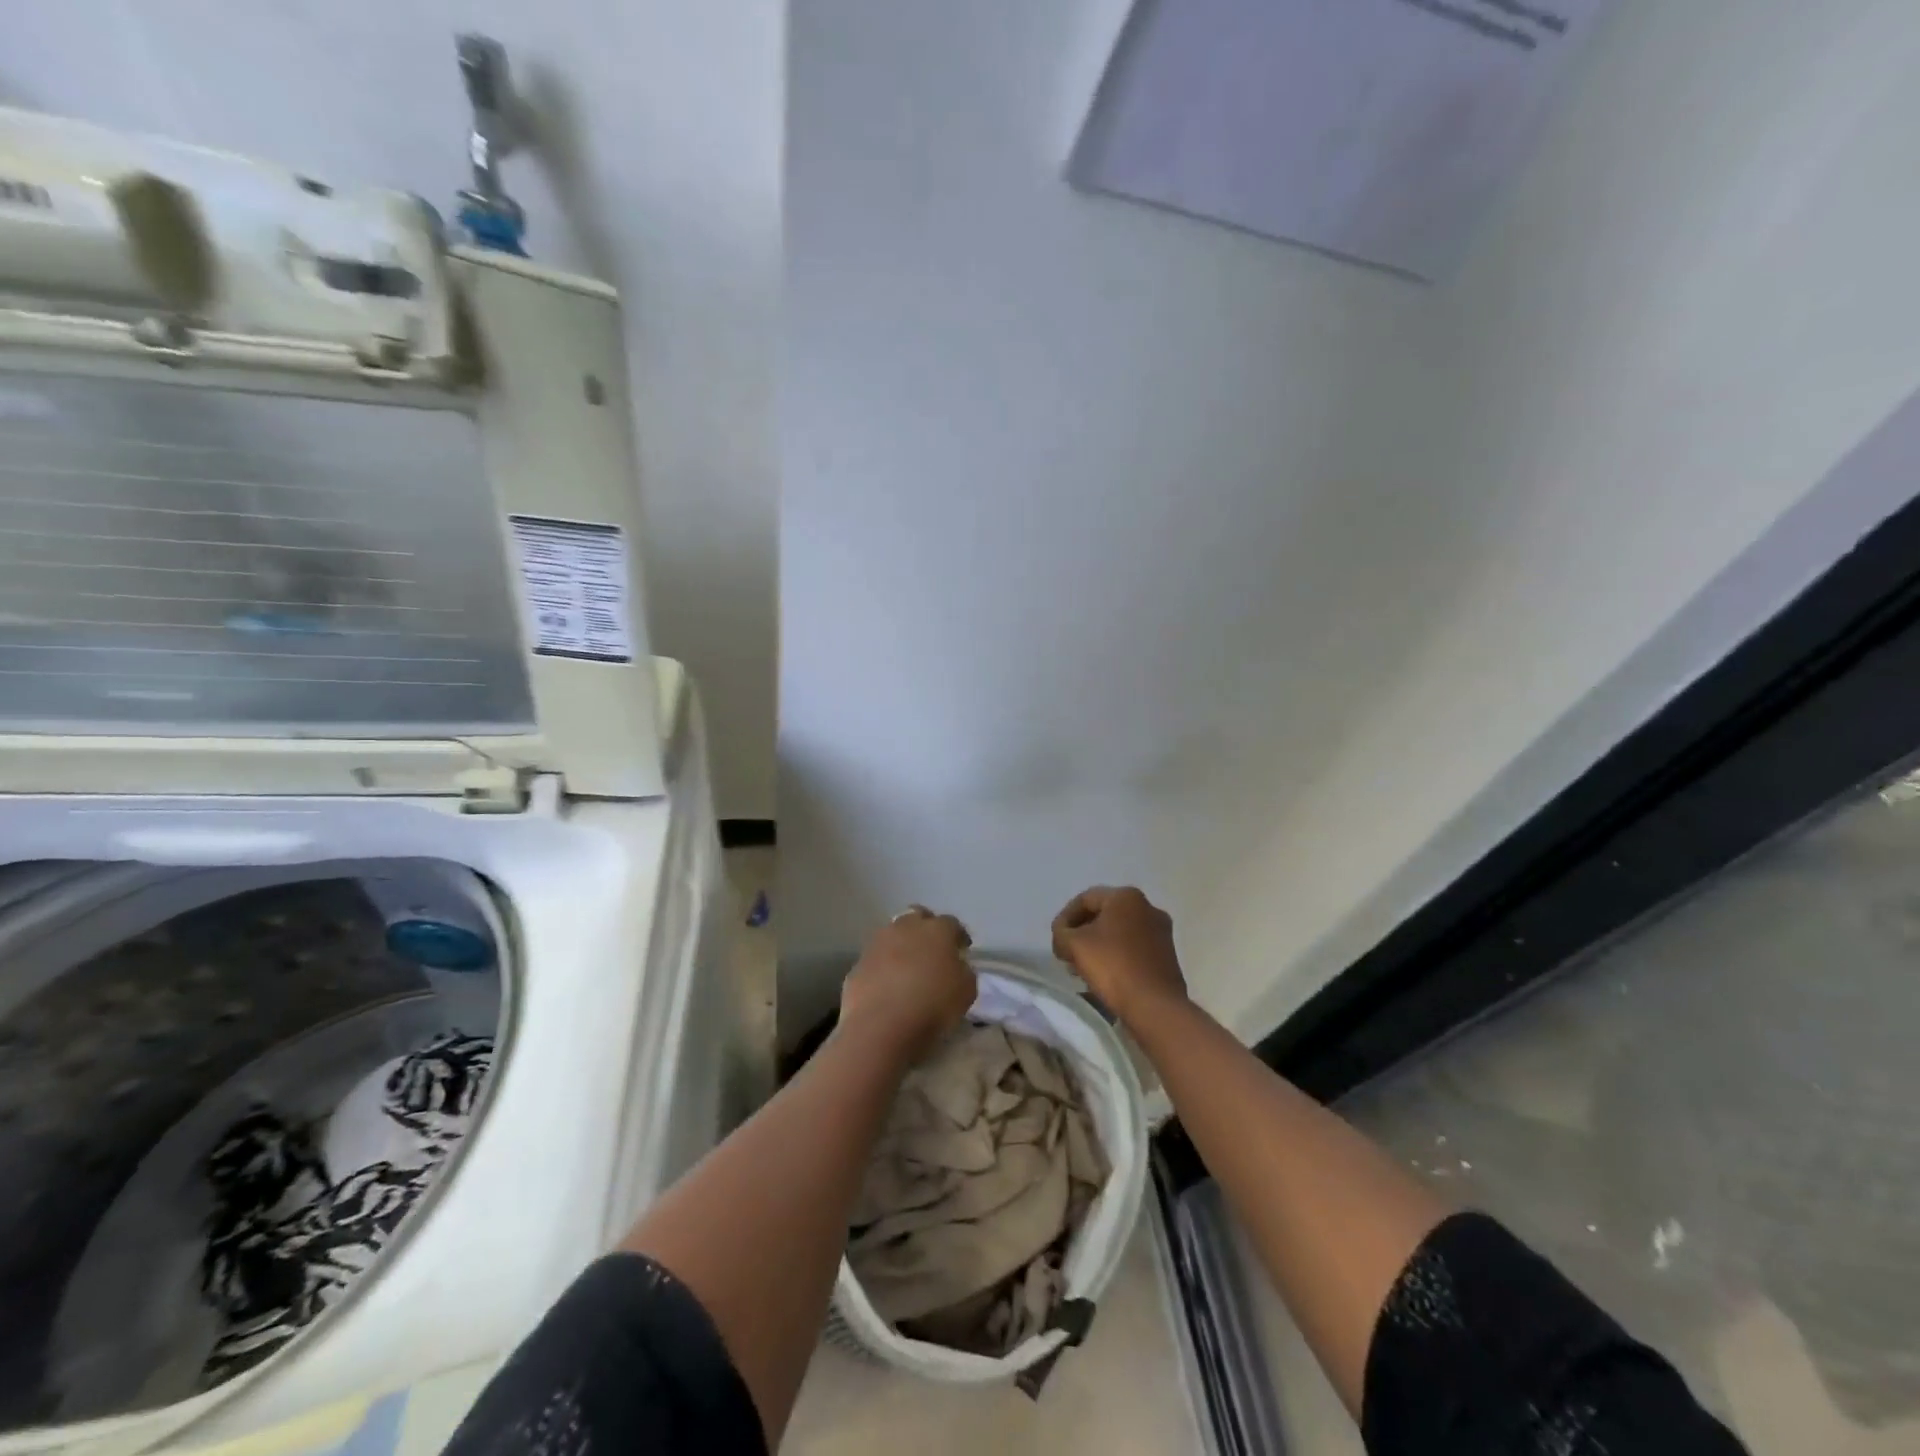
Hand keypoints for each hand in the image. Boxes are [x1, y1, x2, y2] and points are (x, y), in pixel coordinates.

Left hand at [839, 905, 976, 1059]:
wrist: (882, 1025)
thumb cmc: (933, 1005)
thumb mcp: (966, 991)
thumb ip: (963, 971)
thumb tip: (956, 967)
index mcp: (937, 930)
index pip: (952, 924)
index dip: (958, 936)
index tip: (962, 949)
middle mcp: (906, 927)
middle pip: (918, 916)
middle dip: (926, 928)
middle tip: (932, 949)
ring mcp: (878, 943)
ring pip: (893, 934)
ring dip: (902, 945)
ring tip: (908, 967)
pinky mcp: (859, 963)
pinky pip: (876, 959)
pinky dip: (883, 966)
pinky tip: (888, 985)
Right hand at [1051, 885, 1186, 1024]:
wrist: (1155, 1007)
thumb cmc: (1113, 967)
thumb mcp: (1074, 945)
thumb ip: (1061, 933)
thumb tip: (1064, 935)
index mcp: (1126, 896)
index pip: (1085, 899)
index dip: (1065, 918)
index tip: (1056, 940)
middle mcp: (1148, 907)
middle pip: (1103, 914)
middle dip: (1082, 933)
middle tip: (1067, 953)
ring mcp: (1161, 932)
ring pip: (1119, 932)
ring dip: (1097, 946)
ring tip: (1082, 968)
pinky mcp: (1167, 955)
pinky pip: (1133, 948)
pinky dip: (1115, 956)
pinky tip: (1104, 976)